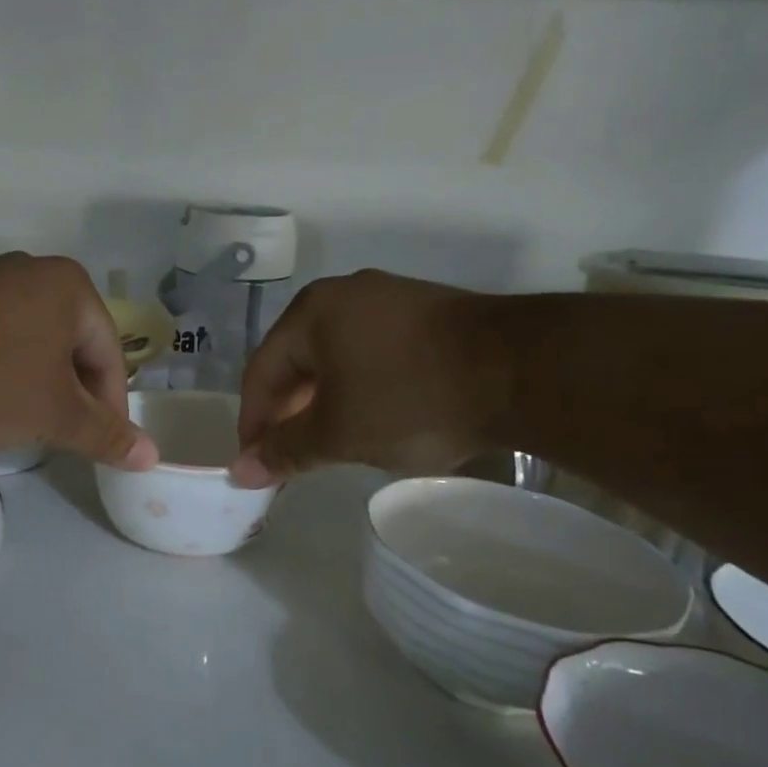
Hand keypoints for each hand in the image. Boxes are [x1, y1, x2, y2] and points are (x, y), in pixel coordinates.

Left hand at [0, 254, 156, 469]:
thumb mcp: (55, 415)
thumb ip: (105, 435)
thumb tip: (152, 457)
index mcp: (72, 287)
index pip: (110, 356)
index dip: (111, 408)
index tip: (100, 447)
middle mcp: (35, 272)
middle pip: (73, 348)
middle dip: (73, 397)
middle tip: (64, 438)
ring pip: (36, 345)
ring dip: (40, 387)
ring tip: (28, 425)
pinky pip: (0, 339)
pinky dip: (6, 372)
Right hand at [231, 270, 510, 486]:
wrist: (526, 371)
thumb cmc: (411, 399)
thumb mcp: (339, 433)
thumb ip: (286, 451)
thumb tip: (241, 471)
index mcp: (310, 313)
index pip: (260, 372)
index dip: (253, 423)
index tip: (255, 465)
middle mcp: (343, 294)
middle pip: (296, 361)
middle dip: (289, 413)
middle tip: (290, 458)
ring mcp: (388, 298)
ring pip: (335, 358)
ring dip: (323, 403)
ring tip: (330, 443)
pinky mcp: (425, 312)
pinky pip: (371, 352)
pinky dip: (359, 387)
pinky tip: (373, 416)